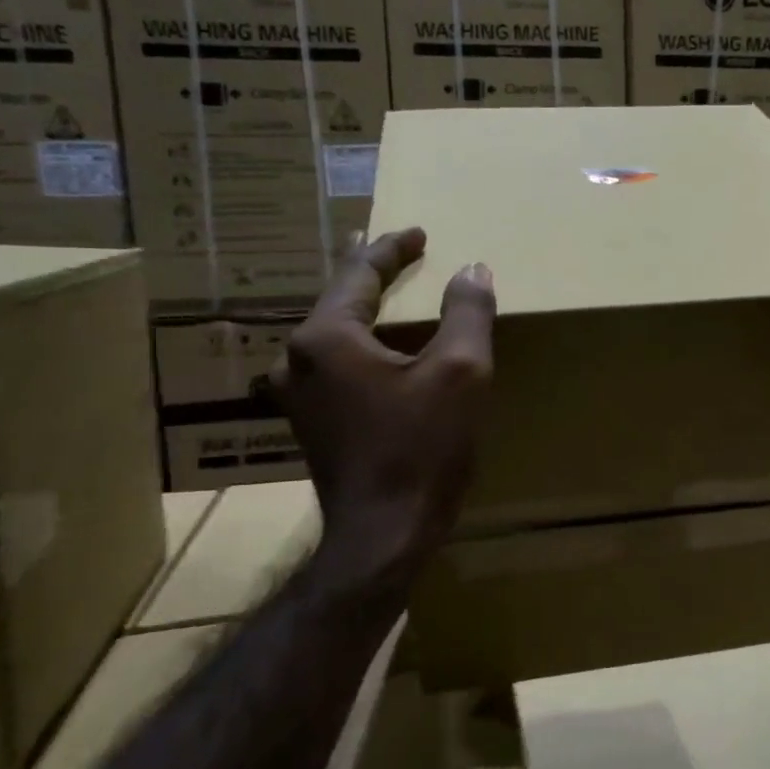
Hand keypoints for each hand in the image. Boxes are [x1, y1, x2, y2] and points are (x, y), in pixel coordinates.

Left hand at [257, 228, 495, 576]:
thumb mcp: (461, 373)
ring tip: (383, 294)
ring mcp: (297, 395)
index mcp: (326, 337)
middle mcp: (297, 359)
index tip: (418, 232)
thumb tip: (472, 270)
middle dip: (370, 273)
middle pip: (337, 299)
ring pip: (331, 335)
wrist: (383, 536)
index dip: (392, 248)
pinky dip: (357, 345)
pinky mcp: (309, 423)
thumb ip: (467, 312)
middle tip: (396, 252)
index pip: (359, 272)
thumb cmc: (421, 449)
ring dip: (360, 310)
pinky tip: (375, 351)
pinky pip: (332, 365)